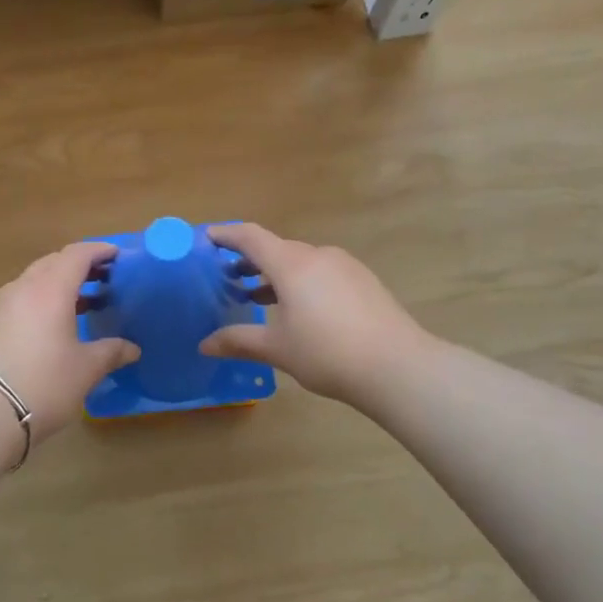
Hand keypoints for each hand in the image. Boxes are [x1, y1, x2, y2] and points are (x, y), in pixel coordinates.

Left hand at [0, 242, 139, 445]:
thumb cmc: (44, 383)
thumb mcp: (86, 369)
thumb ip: (111, 352)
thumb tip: (132, 349)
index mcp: (51, 289)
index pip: (77, 254)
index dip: (99, 250)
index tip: (118, 256)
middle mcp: (23, 287)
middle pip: (54, 262)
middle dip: (80, 266)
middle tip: (104, 279)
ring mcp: (0, 304)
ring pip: (34, 280)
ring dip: (59, 283)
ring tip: (82, 302)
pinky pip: (20, 298)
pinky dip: (41, 300)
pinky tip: (51, 324)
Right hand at [200, 224, 428, 407]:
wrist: (398, 366)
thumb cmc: (328, 353)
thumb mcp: (278, 349)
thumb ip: (239, 341)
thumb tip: (204, 345)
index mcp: (291, 264)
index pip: (251, 237)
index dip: (226, 235)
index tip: (206, 238)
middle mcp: (318, 255)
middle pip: (276, 248)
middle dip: (249, 259)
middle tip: (226, 277)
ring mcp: (345, 266)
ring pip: (301, 261)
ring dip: (275, 273)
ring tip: (256, 295)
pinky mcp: (363, 281)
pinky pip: (322, 272)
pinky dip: (301, 282)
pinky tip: (299, 309)